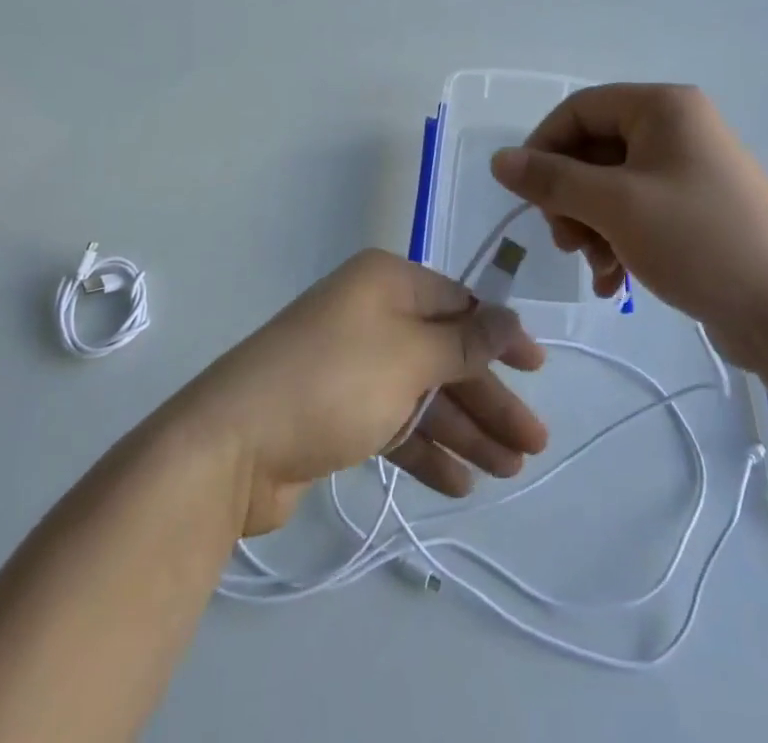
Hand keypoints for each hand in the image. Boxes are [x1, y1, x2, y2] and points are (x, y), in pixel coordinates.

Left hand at [174, 250, 547, 535]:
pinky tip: (460, 484)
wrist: (230, 447)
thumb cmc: (332, 381)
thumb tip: (510, 317)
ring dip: (465, 430)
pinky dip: (426, 451)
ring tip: (510, 469)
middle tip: (534, 442)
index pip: (457, 303)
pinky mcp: (336, 413)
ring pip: (423, 394)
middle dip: (488, 397)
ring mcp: (352, 366)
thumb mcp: (408, 356)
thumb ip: (464, 342)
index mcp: (385, 283)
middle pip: (444, 354)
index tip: (537, 369)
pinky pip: (394, 425)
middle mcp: (370, 316)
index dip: (499, 336)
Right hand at [489, 84, 767, 361]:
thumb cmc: (699, 241)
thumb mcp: (615, 207)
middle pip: (595, 148)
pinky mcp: (697, 208)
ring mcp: (690, 169)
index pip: (580, 108)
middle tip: (564, 240)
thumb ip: (551, 179)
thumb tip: (499, 160)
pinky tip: (613, 281)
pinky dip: (617, 239)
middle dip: (570, 196)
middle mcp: (678, 127)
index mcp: (664, 107)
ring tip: (594, 266)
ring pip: (612, 184)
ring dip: (590, 224)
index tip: (526, 193)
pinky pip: (638, 210)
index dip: (544, 146)